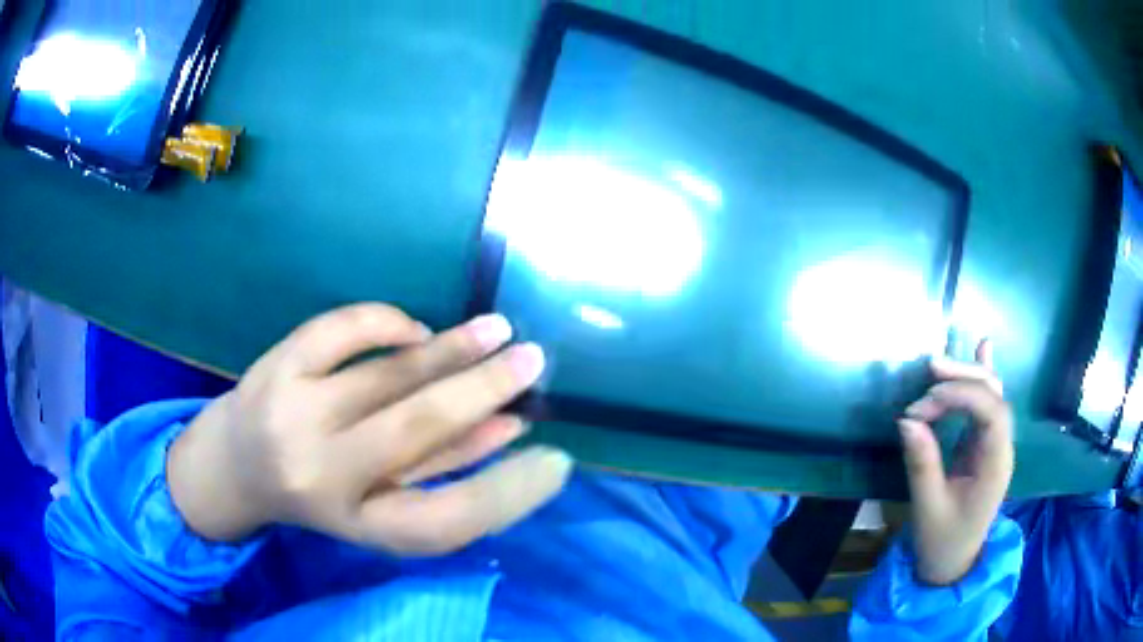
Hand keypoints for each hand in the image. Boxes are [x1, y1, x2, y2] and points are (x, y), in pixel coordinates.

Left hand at [167, 304, 572, 553]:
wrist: (234, 466)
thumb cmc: (316, 493)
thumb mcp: (379, 499)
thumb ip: (442, 468)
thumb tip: (511, 428)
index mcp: (357, 523)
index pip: (445, 519)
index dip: (509, 495)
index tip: (557, 461)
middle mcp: (323, 474)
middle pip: (416, 428)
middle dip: (484, 388)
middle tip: (534, 358)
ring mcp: (293, 413)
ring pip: (384, 373)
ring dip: (450, 348)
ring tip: (497, 330)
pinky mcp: (274, 366)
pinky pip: (340, 330)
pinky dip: (387, 322)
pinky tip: (416, 329)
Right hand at [898, 340, 1013, 585]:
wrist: (954, 563)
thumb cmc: (942, 541)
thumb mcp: (928, 508)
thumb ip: (922, 463)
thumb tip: (906, 420)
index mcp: (995, 464)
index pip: (991, 411)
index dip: (961, 395)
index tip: (923, 404)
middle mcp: (1001, 446)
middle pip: (993, 394)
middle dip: (963, 376)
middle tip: (928, 371)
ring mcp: (995, 443)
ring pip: (991, 393)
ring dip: (967, 374)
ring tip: (937, 366)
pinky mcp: (983, 443)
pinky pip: (986, 403)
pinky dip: (982, 376)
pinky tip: (983, 347)